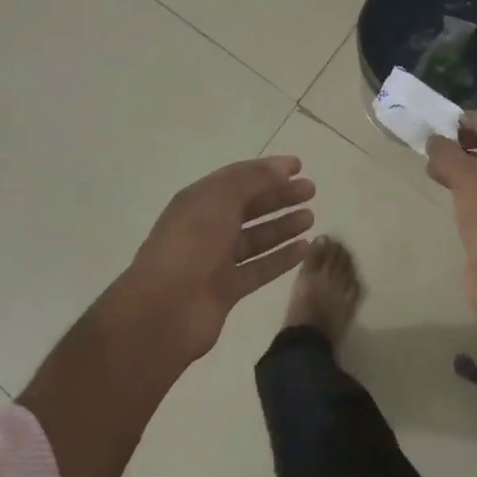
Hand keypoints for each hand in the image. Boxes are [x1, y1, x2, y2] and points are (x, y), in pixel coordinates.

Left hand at [112, 156, 315, 363]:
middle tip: (311, 190)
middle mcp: (207, 226)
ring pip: (255, 238)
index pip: (238, 177)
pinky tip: (304, 249)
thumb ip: (253, 181)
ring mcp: (216, 260)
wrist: (165, 310)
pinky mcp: (226, 289)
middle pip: (249, 206)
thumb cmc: (192, 244)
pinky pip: (259, 268)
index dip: (267, 169)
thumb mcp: (221, 200)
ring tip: (311, 217)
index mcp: (199, 200)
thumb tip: (281, 168)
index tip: (298, 166)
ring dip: (282, 226)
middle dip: (279, 196)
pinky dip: (281, 258)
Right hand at [427, 113, 476, 336]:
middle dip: (468, 142)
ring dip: (465, 165)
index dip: (476, 120)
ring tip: (434, 166)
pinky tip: (446, 188)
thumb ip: (447, 153)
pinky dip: (470, 187)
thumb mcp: (466, 178)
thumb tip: (434, 141)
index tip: (447, 123)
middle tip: (439, 143)